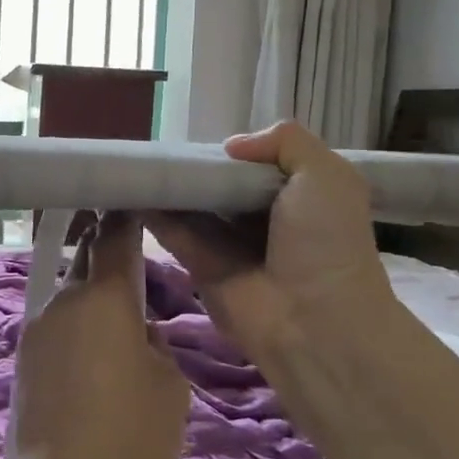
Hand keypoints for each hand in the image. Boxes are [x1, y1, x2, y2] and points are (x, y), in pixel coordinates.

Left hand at [9, 212, 190, 458]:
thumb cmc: (130, 435)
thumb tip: (139, 335)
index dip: (126, 218)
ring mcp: (37, 328)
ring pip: (72, 299)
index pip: (115, 237)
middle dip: (109, 260)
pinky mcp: (23, 358)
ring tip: (119, 338)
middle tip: (136, 276)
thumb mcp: (170, 387)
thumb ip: (158, 346)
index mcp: (105, 297)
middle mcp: (64, 300)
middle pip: (88, 263)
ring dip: (93, 304)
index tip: (135, 205)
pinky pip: (58, 329)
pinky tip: (93, 367)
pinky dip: (77, 333)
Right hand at [148, 122, 395, 365]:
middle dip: (195, 167)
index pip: (255, 165)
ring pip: (193, 207)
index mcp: (297, 195)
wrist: (314, 322)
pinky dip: (153, 213)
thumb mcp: (327, 176)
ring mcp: (230, 245)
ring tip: (137, 161)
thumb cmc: (326, 243)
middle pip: (220, 184)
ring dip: (169, 187)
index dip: (230, 152)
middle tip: (159, 145)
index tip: (201, 136)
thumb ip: (287, 142)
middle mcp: (262, 218)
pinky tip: (132, 189)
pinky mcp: (201, 267)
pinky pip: (174, 234)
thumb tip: (231, 146)